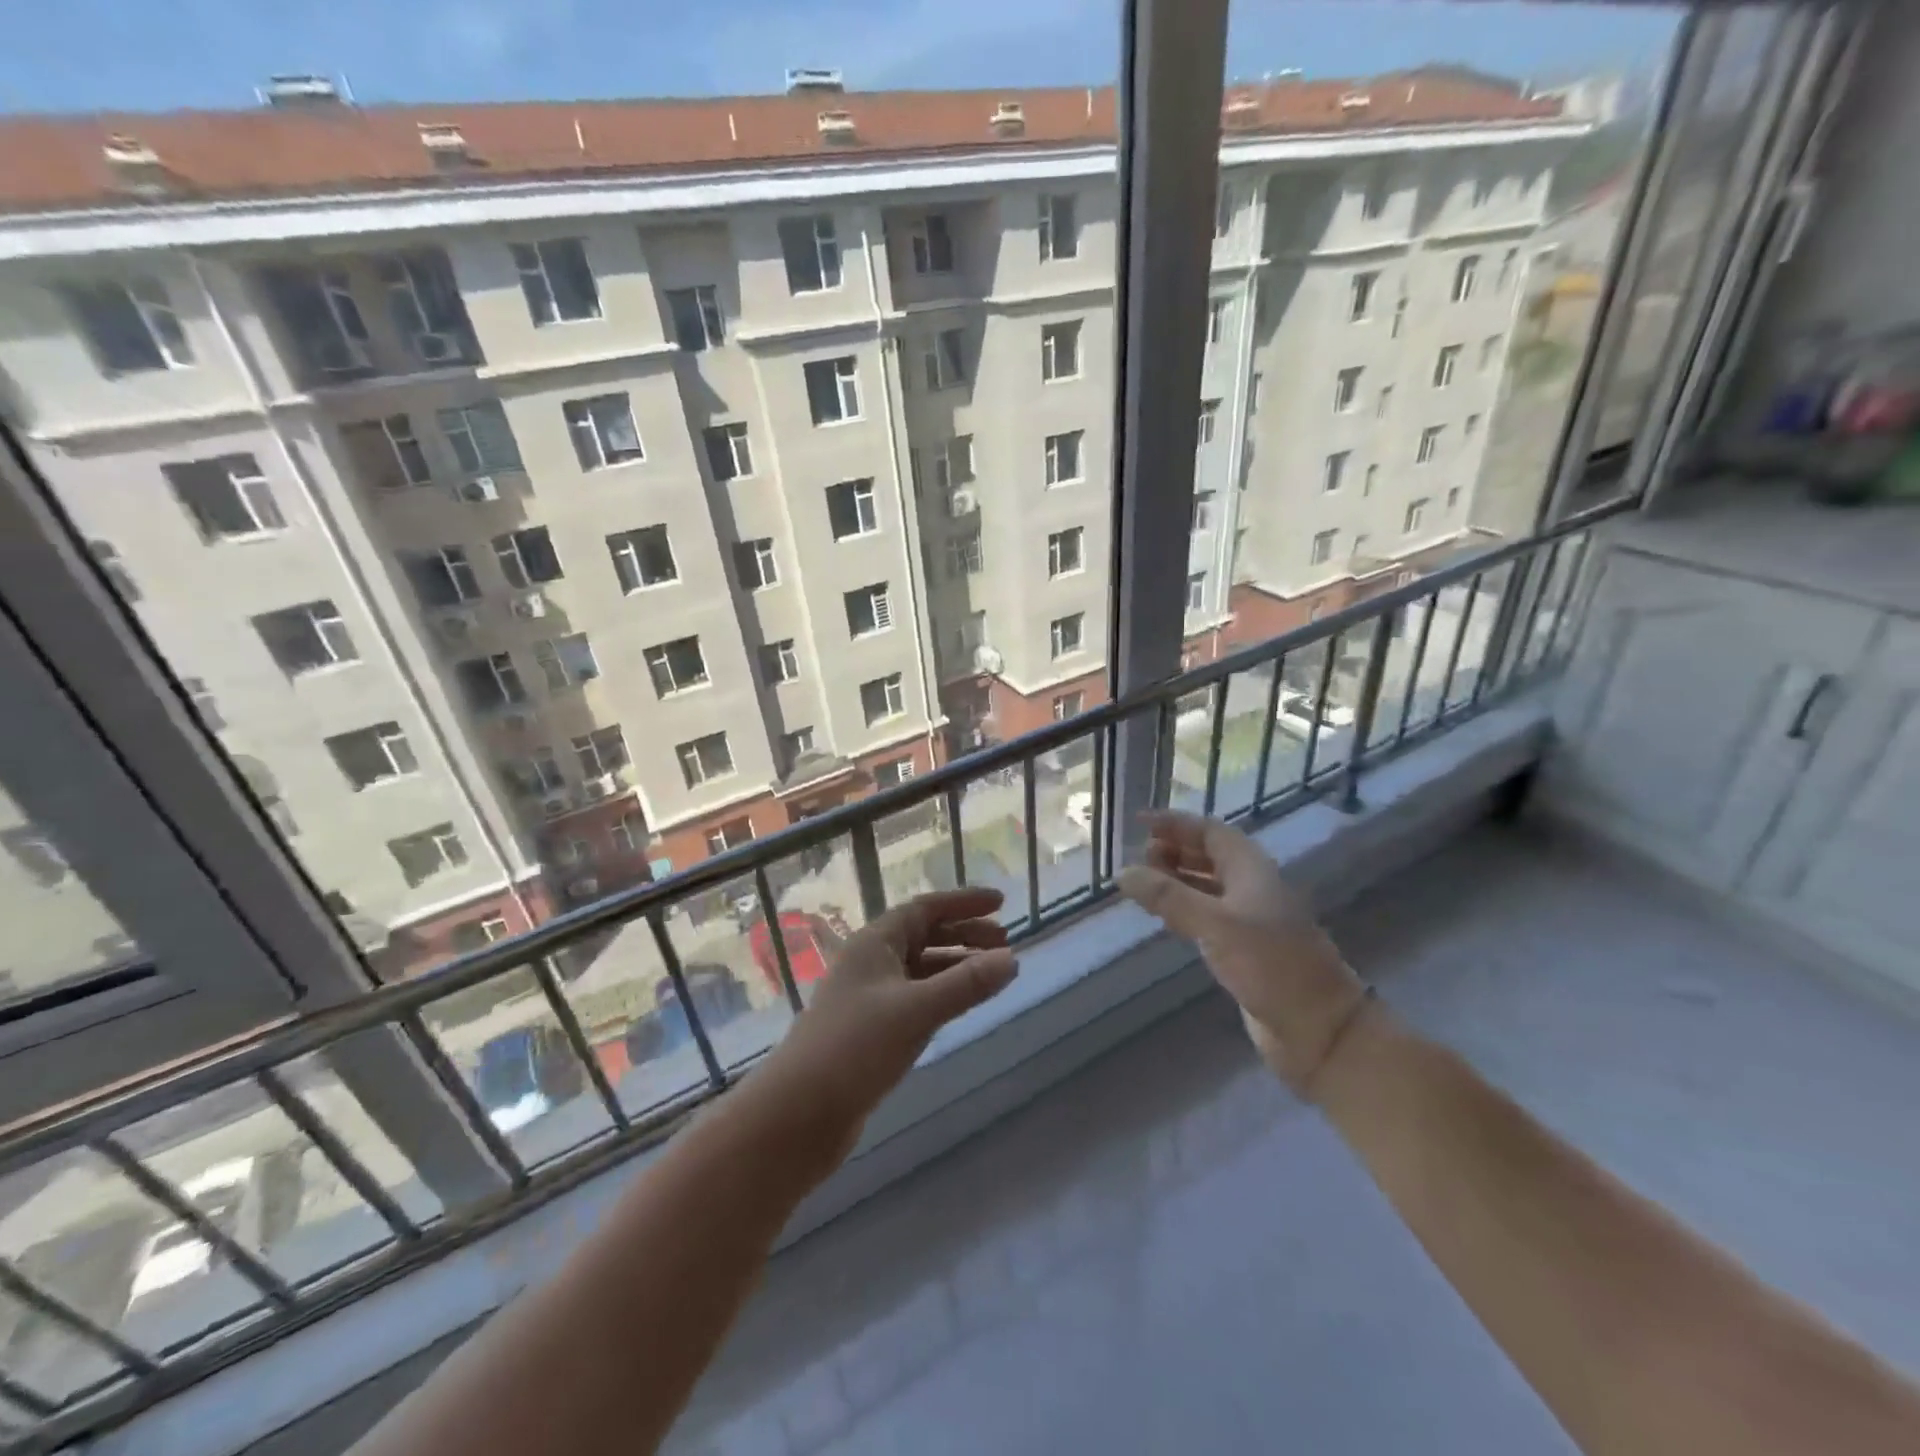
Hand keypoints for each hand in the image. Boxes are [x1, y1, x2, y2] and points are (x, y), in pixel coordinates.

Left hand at [757, 887, 1017, 1158]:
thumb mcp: (916, 1011)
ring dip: (955, 965)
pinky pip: (915, 998)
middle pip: (924, 935)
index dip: (963, 902)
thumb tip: (1012, 959)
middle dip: (964, 934)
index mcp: (874, 942)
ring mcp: (869, 997)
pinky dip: (941, 994)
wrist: (798, 1114)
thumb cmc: (854, 1048)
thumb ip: (965, 984)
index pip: (925, 908)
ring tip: (992, 974)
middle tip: (1005, 943)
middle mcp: (871, 962)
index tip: (1001, 902)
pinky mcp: (871, 1030)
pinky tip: (960, 1006)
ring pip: (920, 968)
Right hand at [1117, 811, 1365, 1093]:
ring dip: (1175, 878)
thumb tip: (1122, 872)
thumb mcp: (1215, 924)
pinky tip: (1162, 915)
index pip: (1209, 831)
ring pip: (1206, 885)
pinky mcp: (1242, 948)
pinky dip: (1182, 907)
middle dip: (1173, 849)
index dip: (1175, 823)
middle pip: (1208, 855)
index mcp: (1250, 869)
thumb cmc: (1270, 964)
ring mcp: (1248, 918)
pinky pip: (1206, 915)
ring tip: (1141, 882)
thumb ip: (1168, 896)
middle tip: (1137, 857)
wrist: (1317, 1027)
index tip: (1139, 822)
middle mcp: (1250, 887)